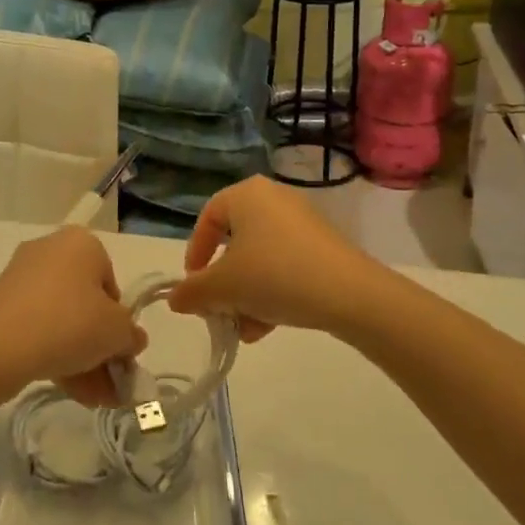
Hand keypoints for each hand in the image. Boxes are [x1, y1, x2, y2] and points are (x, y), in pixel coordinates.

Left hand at [0, 228, 146, 406]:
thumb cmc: (70, 324)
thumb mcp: (117, 332)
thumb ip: (131, 335)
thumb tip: (132, 340)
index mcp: (81, 243)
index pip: (112, 284)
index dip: (119, 322)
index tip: (119, 352)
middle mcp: (50, 250)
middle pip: (85, 304)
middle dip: (100, 348)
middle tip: (110, 383)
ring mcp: (21, 277)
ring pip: (62, 319)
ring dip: (81, 358)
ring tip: (93, 398)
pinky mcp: (0, 303)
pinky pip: (37, 327)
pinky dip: (54, 353)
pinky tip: (69, 390)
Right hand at [166, 176, 383, 340]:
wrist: (349, 293)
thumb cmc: (274, 275)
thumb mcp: (223, 287)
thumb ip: (192, 292)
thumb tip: (175, 299)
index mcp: (246, 194)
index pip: (207, 219)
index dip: (195, 254)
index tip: (194, 286)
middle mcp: (274, 199)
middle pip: (234, 243)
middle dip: (223, 284)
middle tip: (219, 311)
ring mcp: (302, 222)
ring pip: (260, 259)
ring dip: (246, 295)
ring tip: (245, 329)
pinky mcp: (323, 246)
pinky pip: (285, 265)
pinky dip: (272, 292)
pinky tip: (267, 326)